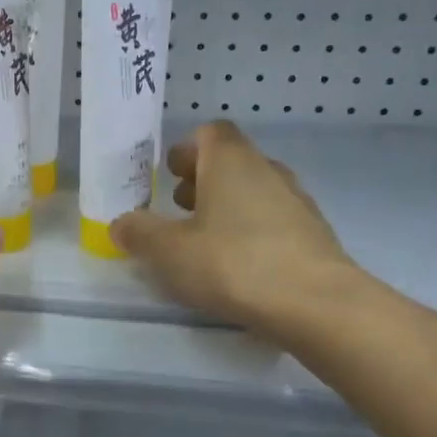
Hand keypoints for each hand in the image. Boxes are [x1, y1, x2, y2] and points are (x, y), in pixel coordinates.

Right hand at [111, 121, 361, 344]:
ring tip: (204, 239)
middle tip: (178, 208)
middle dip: (202, 180)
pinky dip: (251, 231)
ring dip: (227, 206)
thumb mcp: (168, 251)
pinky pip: (273, 220)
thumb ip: (139, 233)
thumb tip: (120, 223)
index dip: (186, 150)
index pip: (210, 133)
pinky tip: (237, 264)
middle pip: (232, 161)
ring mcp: (297, 201)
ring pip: (254, 191)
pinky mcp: (313, 234)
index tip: (168, 175)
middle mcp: (267, 170)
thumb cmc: (232, 264)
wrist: (315, 304)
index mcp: (231, 162)